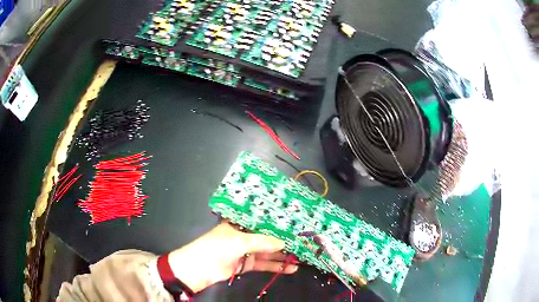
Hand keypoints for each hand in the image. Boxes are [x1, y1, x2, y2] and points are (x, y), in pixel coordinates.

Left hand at [168, 222, 297, 292]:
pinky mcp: (247, 263)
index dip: (277, 221)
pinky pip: (264, 263)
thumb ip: (262, 242)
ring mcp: (246, 250)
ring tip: (301, 255)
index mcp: (240, 223)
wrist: (199, 269)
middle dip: (284, 239)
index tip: (295, 222)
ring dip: (283, 254)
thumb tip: (284, 242)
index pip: (262, 219)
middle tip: (302, 240)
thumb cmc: (216, 247)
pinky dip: (276, 266)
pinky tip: (290, 268)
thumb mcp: (239, 241)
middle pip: (267, 236)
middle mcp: (244, 234)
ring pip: (268, 251)